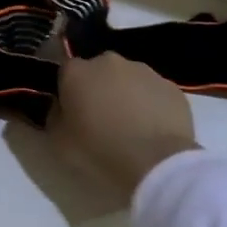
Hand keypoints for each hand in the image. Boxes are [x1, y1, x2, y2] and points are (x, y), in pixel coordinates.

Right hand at [49, 53, 199, 198]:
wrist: (156, 164)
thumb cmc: (99, 151)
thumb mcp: (58, 141)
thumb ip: (53, 116)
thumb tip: (59, 106)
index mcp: (77, 72)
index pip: (65, 71)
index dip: (67, 91)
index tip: (71, 111)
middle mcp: (109, 62)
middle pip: (98, 70)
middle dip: (97, 88)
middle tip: (100, 119)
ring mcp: (144, 71)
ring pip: (128, 79)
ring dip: (125, 94)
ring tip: (130, 126)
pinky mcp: (172, 87)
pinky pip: (153, 92)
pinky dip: (150, 104)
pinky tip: (152, 129)